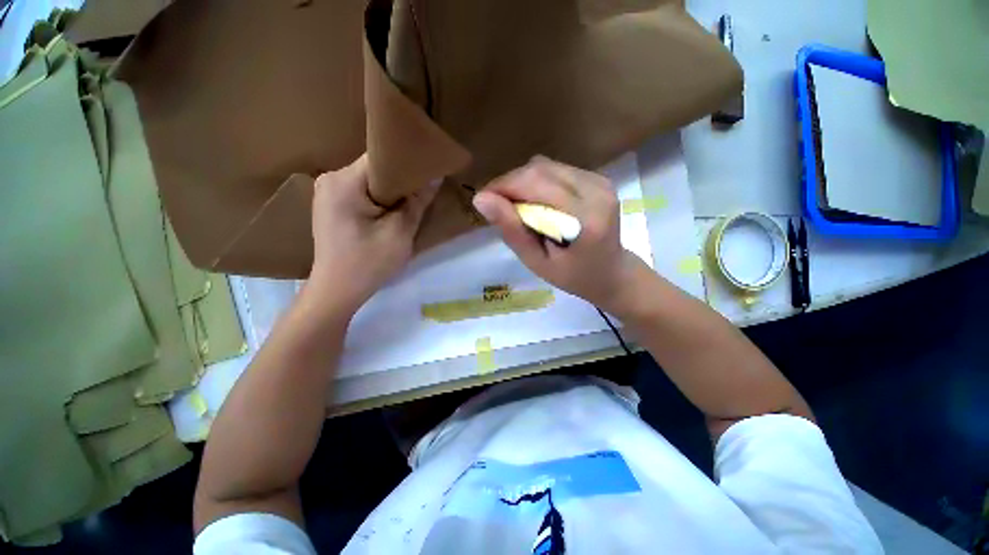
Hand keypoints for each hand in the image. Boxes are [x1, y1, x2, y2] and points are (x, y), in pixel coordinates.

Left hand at [309, 154, 438, 311]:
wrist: (337, 290)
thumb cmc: (369, 262)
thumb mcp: (400, 232)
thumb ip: (417, 202)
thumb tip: (434, 177)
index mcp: (343, 181)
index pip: (382, 159)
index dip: (408, 165)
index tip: (428, 173)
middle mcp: (330, 179)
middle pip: (375, 169)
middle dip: (400, 181)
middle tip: (422, 193)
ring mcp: (328, 191)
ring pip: (369, 181)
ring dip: (391, 191)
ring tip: (409, 203)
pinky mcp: (330, 204)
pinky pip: (360, 192)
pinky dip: (378, 199)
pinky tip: (390, 212)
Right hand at [472, 156, 647, 310]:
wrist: (612, 272)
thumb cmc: (573, 276)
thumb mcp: (537, 262)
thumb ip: (512, 231)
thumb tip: (480, 199)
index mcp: (586, 217)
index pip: (535, 183)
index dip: (503, 186)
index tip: (483, 201)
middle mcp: (597, 190)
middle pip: (539, 169)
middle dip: (510, 183)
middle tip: (497, 206)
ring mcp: (600, 181)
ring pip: (545, 166)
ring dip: (522, 182)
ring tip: (516, 207)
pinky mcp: (597, 178)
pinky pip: (556, 170)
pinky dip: (537, 182)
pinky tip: (536, 202)